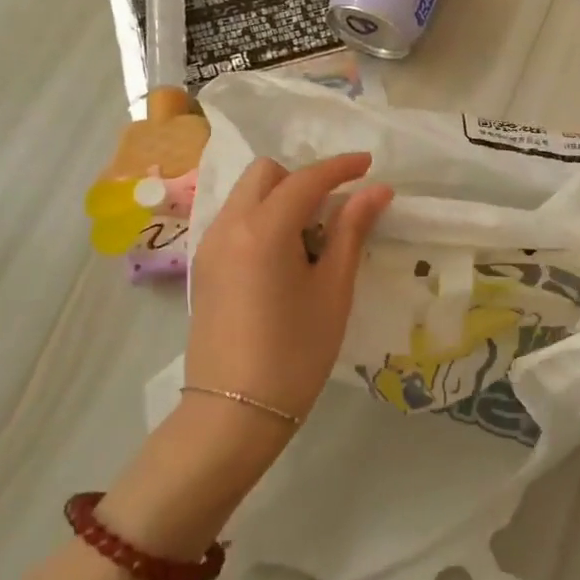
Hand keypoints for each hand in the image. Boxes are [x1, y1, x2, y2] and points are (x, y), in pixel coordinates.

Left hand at [185, 152, 392, 426]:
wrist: (232, 414)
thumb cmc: (295, 353)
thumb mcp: (333, 290)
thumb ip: (351, 231)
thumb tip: (376, 191)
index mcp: (263, 229)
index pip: (305, 179)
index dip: (340, 167)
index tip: (369, 165)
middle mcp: (228, 226)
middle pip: (265, 174)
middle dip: (303, 178)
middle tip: (335, 208)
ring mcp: (209, 247)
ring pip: (245, 195)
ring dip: (280, 198)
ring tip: (312, 237)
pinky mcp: (203, 268)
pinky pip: (234, 221)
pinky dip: (262, 219)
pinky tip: (284, 257)